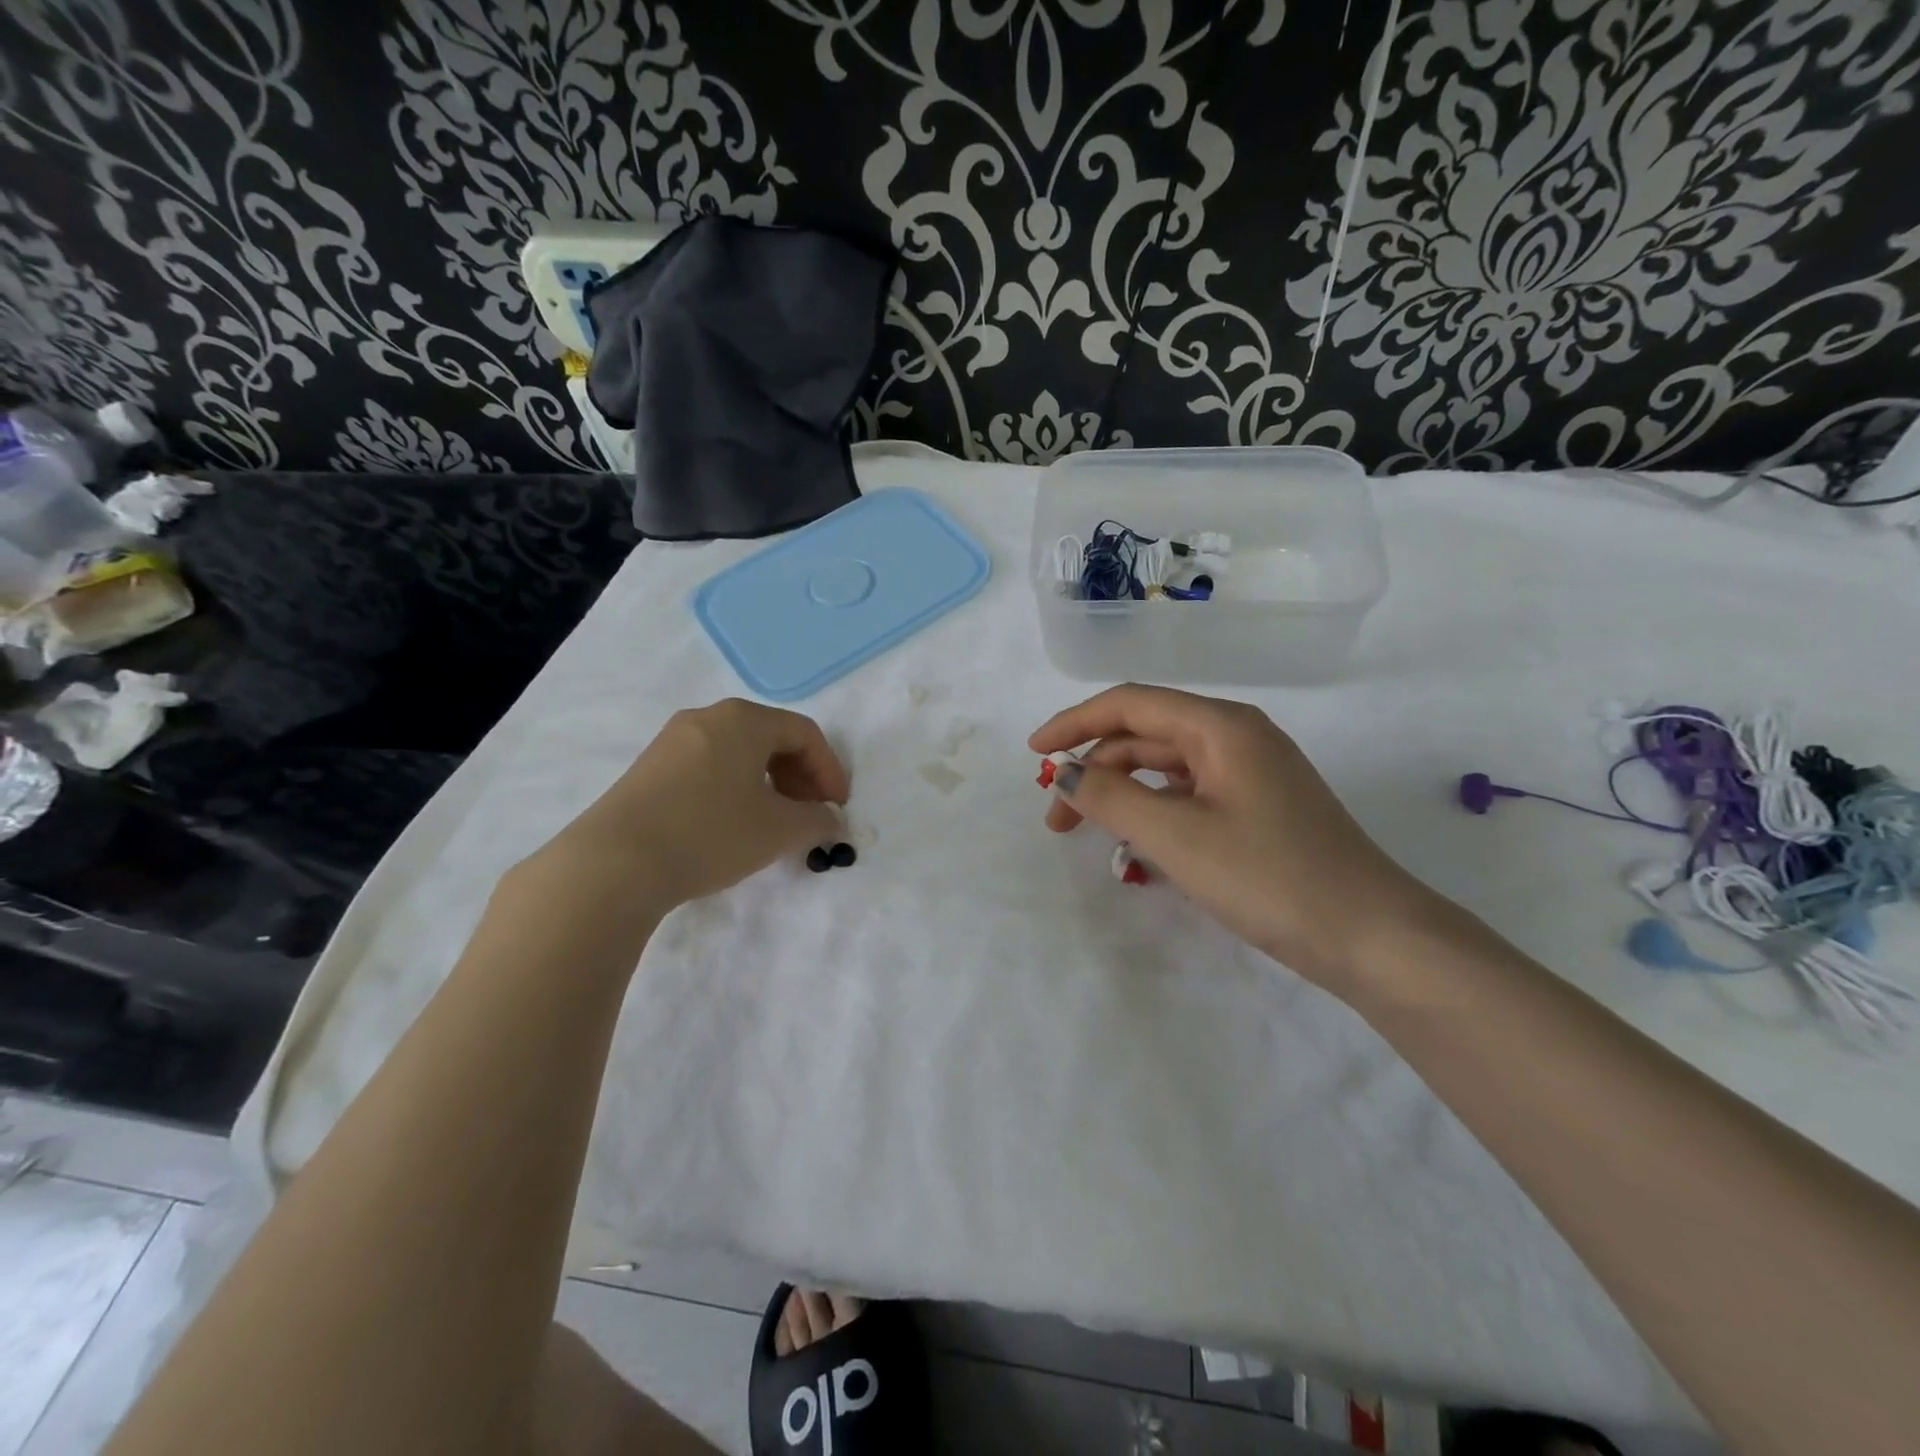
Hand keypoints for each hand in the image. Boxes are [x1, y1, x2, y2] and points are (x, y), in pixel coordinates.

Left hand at [541, 699, 848, 910]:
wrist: (613, 863)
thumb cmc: (710, 833)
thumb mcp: (779, 830)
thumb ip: (817, 821)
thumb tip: (831, 820)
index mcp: (743, 719)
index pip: (805, 734)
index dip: (830, 770)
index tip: (836, 809)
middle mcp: (707, 718)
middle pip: (771, 738)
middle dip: (800, 777)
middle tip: (809, 815)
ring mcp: (672, 741)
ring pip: (738, 754)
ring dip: (768, 785)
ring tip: (773, 824)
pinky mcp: (649, 769)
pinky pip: (708, 767)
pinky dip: (735, 789)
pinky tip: (732, 825)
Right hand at [1030, 684, 1443, 994]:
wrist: (1372, 937)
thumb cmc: (1270, 877)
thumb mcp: (1176, 836)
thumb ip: (1109, 797)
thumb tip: (1063, 774)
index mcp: (1220, 726)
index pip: (1129, 703)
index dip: (1074, 723)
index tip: (1033, 754)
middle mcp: (1236, 736)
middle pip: (1145, 735)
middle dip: (1094, 769)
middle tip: (1057, 819)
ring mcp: (1251, 773)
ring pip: (1166, 767)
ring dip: (1122, 794)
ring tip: (1090, 834)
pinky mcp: (1259, 807)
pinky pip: (1190, 795)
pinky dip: (1155, 813)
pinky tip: (1139, 849)